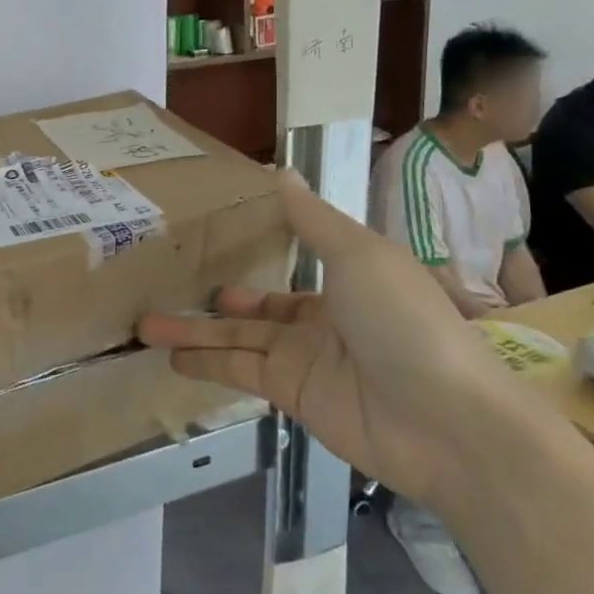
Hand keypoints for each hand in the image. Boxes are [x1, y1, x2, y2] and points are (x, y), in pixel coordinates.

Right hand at [138, 171, 544, 512]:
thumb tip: (280, 171)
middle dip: (213, 300)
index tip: (214, 238)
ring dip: (194, 332)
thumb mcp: (359, 255)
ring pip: (238, 340)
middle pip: (256, 307)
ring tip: (146, 325)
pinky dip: (208, 365)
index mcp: (347, 278)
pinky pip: (242, 373)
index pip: (295, 261)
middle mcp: (323, 318)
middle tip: (163, 288)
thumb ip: (312, 220)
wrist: (446, 421)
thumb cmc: (404, 320)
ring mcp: (307, 360)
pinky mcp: (294, 396)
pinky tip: (174, 358)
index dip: (257, 251)